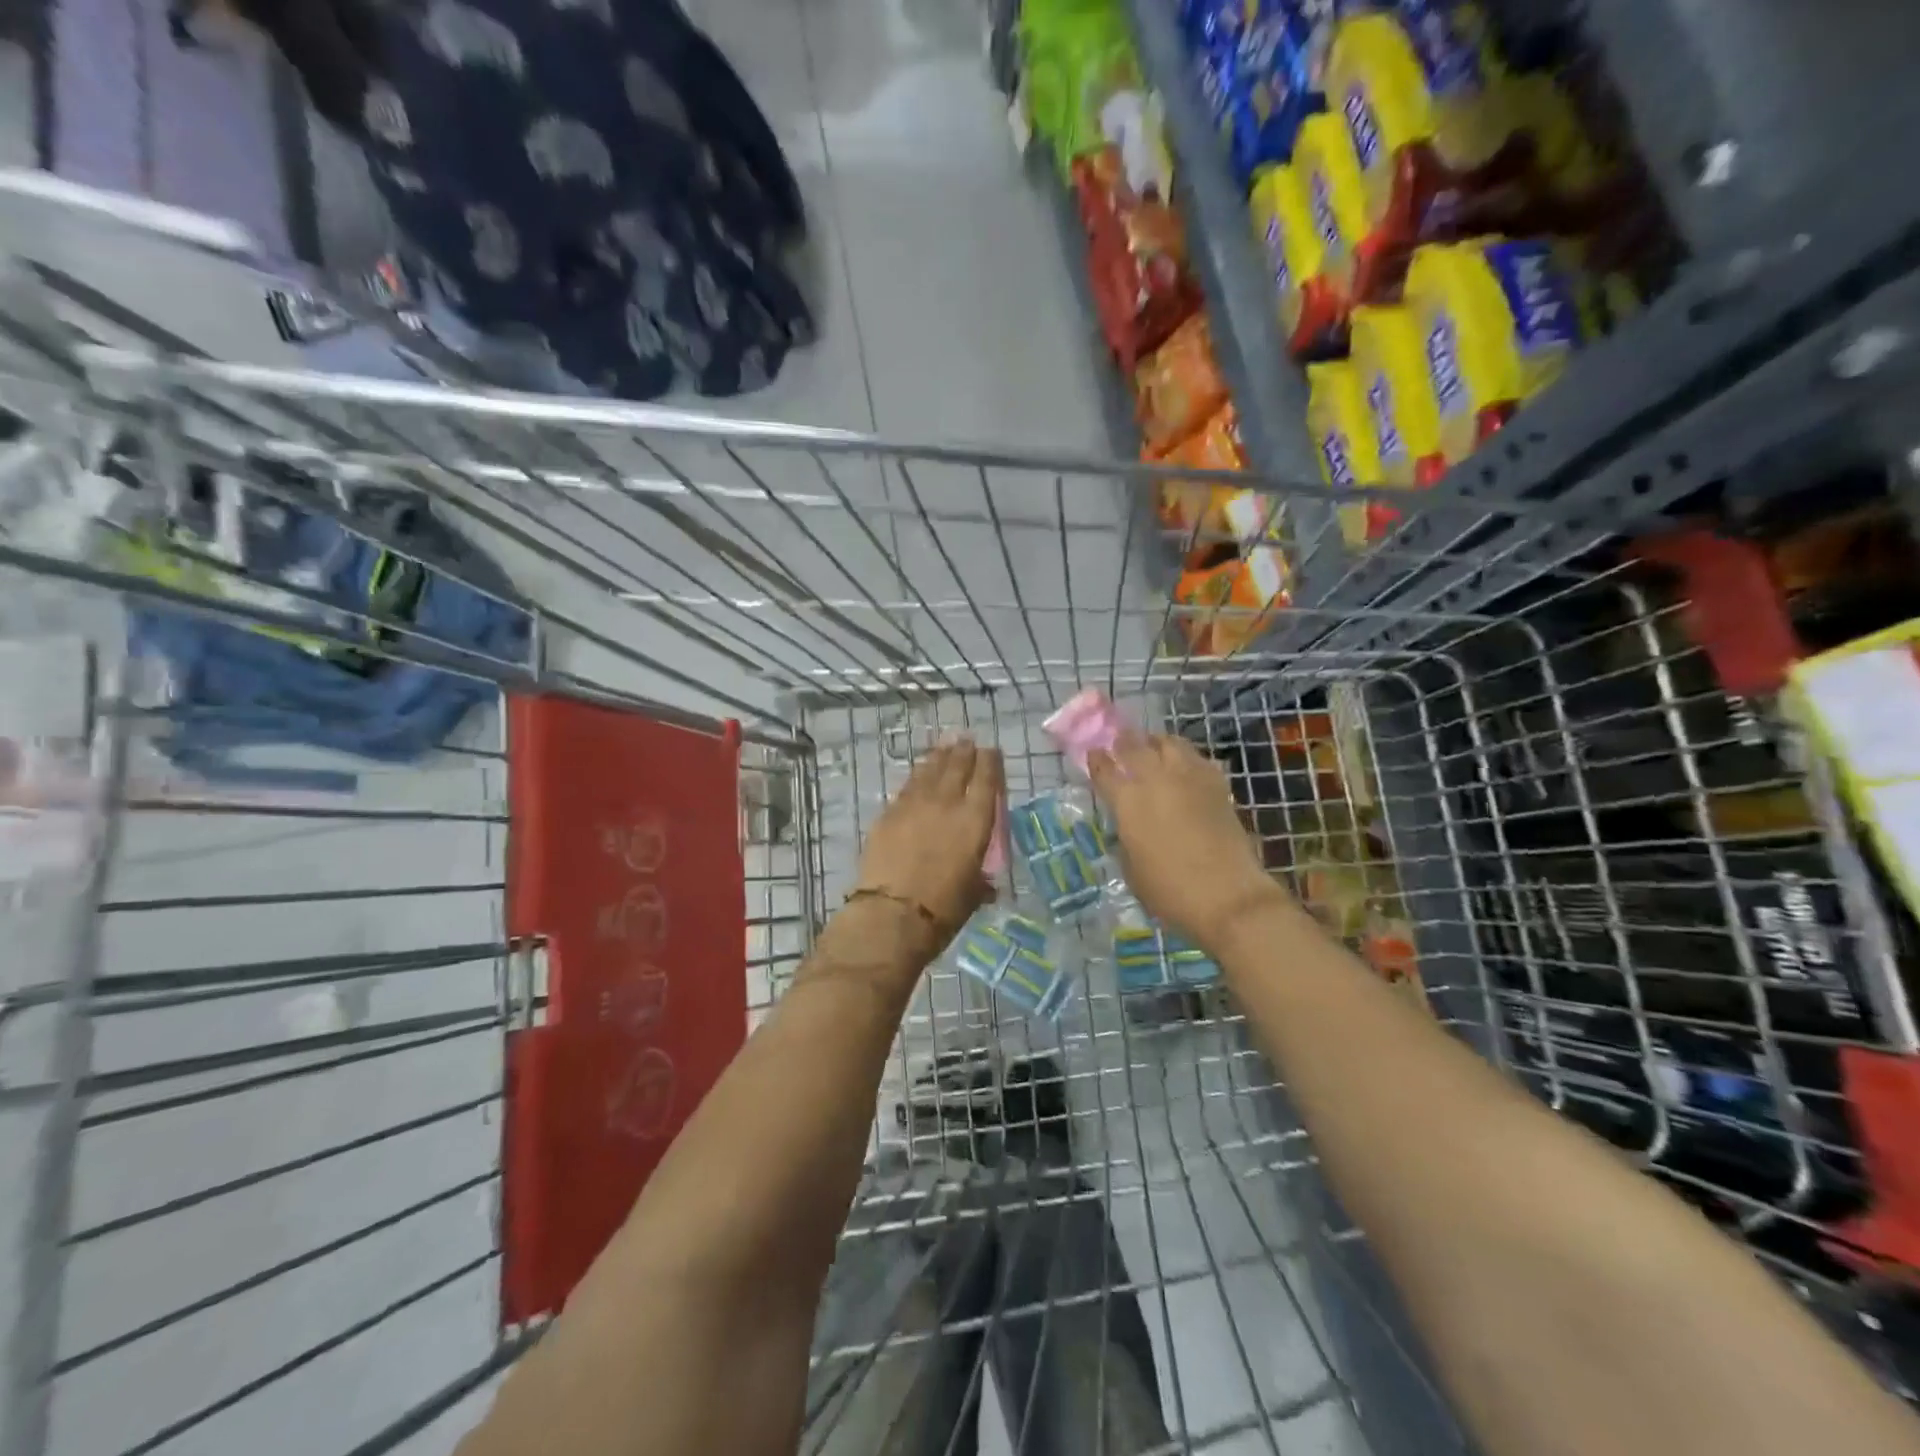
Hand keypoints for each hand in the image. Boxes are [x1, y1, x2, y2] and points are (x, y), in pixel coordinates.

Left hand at [854, 738, 1003, 933]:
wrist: (892, 913)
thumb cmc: (942, 909)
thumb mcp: (972, 895)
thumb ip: (980, 882)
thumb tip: (985, 884)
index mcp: (975, 821)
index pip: (986, 779)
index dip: (990, 761)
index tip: (991, 750)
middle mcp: (947, 804)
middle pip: (957, 766)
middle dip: (964, 751)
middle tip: (966, 740)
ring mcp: (914, 805)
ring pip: (929, 770)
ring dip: (938, 756)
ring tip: (944, 746)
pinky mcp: (888, 814)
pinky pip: (906, 787)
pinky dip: (916, 777)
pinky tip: (918, 775)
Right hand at [1087, 735, 1283, 943]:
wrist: (1227, 895)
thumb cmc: (1170, 891)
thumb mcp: (1132, 869)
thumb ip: (1126, 838)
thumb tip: (1129, 825)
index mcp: (1128, 801)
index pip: (1105, 769)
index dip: (1097, 759)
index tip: (1094, 754)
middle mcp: (1156, 780)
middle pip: (1135, 746)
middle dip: (1124, 741)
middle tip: (1120, 742)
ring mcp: (1189, 778)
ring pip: (1170, 743)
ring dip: (1157, 742)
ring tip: (1154, 746)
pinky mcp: (1217, 785)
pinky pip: (1198, 759)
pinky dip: (1187, 757)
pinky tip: (1185, 767)